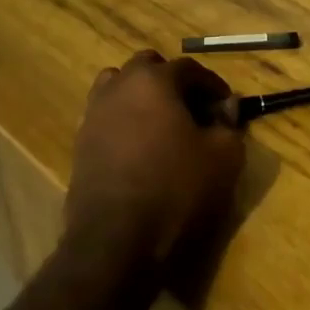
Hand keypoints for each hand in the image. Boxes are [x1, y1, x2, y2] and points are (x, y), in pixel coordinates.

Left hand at [66, 51, 246, 270]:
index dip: (212, 85)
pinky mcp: (80, 143)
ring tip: (162, 125)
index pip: (189, 68)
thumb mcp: (222, 158)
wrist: (116, 242)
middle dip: (172, 82)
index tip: (225, 107)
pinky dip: (124, 121)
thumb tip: (228, 106)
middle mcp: (118, 87)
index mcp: (153, 80)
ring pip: (119, 87)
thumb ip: (229, 124)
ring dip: (141, 96)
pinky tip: (140, 149)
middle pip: (147, 68)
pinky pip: (106, 117)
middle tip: (193, 110)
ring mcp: (93, 114)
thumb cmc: (176, 190)